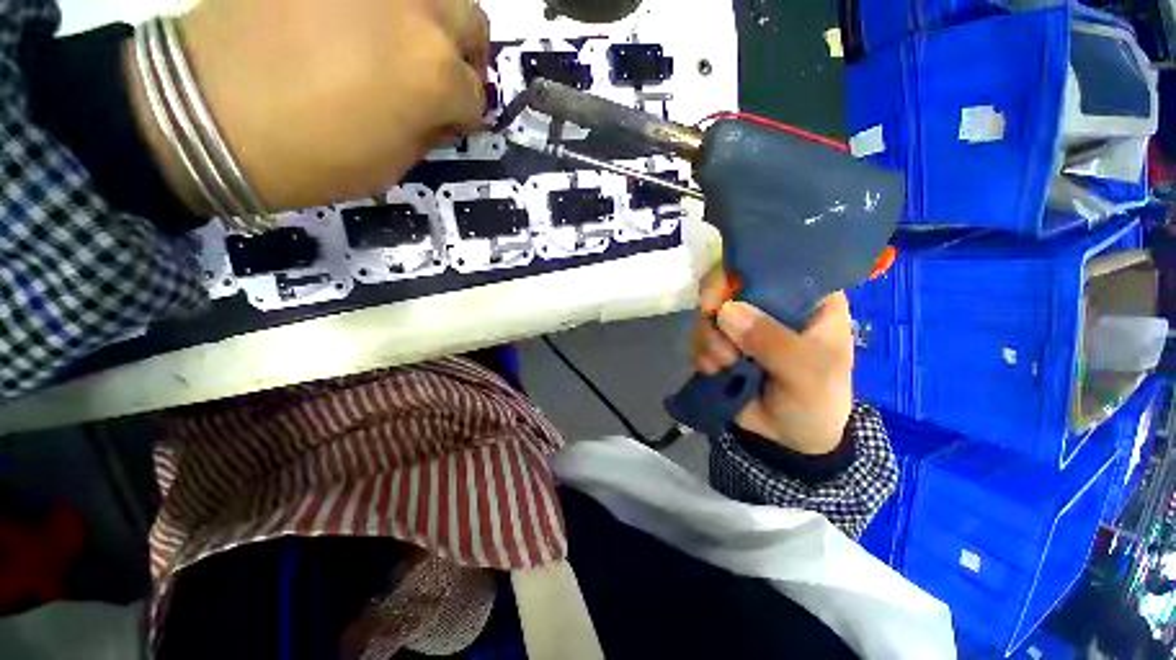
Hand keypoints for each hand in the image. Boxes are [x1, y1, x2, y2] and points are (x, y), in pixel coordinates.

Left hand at [125, 0, 489, 212]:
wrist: (203, 113)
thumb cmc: (310, 158)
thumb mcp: (392, 164)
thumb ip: (428, 130)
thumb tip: (442, 112)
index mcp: (436, 76)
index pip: (476, 95)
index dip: (466, 115)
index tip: (451, 124)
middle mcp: (418, 13)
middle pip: (471, 23)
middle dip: (466, 56)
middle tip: (445, 77)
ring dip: (436, 21)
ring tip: (409, 45)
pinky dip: (386, 9)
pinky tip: (364, 26)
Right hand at [691, 268, 853, 454]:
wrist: (793, 438)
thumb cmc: (818, 399)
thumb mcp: (808, 372)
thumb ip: (773, 342)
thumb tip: (725, 311)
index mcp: (804, 297)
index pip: (771, 263)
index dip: (740, 270)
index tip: (720, 296)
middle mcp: (768, 303)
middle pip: (727, 284)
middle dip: (714, 312)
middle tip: (719, 340)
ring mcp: (740, 322)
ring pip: (707, 312)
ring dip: (707, 339)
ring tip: (723, 366)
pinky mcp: (720, 342)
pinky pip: (697, 335)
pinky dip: (699, 352)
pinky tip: (712, 371)